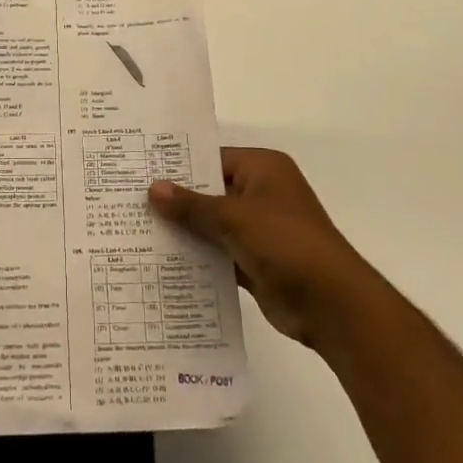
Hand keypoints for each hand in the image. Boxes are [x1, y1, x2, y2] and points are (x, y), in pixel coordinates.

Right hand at [150, 147, 374, 351]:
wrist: (331, 304)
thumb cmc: (285, 243)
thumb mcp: (234, 218)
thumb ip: (191, 205)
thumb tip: (152, 188)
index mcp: (263, 169)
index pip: (212, 158)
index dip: (178, 166)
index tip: (140, 171)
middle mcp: (262, 193)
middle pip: (210, 191)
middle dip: (177, 201)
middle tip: (130, 201)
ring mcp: (260, 229)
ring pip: (213, 224)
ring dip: (185, 231)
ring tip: (137, 231)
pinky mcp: (256, 261)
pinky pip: (219, 253)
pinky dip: (198, 257)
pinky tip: (162, 261)